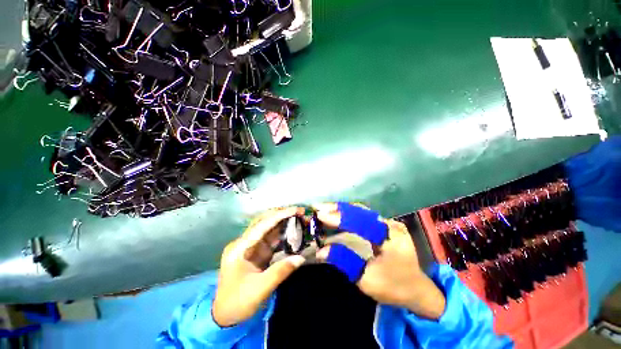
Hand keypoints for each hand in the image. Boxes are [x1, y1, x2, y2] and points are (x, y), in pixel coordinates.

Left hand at [213, 207, 305, 326]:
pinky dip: (283, 235)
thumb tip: (301, 258)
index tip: (295, 210)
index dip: (279, 216)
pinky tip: (293, 231)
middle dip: (282, 215)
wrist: (225, 317)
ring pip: (269, 230)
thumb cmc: (237, 302)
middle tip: (299, 212)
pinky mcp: (258, 253)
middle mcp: (245, 243)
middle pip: (264, 223)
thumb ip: (280, 271)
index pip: (262, 226)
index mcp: (240, 248)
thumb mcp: (259, 289)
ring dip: (283, 223)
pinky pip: (272, 240)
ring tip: (299, 218)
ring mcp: (251, 247)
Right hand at [315, 204, 445, 319]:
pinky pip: (362, 216)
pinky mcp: (384, 225)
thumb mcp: (367, 279)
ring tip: (324, 209)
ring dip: (341, 210)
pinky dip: (347, 215)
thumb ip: (344, 261)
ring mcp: (388, 223)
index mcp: (390, 236)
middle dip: (337, 208)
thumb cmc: (394, 287)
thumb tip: (321, 251)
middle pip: (359, 210)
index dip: (339, 217)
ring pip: (360, 211)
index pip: (360, 221)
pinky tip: (337, 215)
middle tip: (318, 207)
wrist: (417, 290)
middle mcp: (389, 224)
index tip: (320, 215)